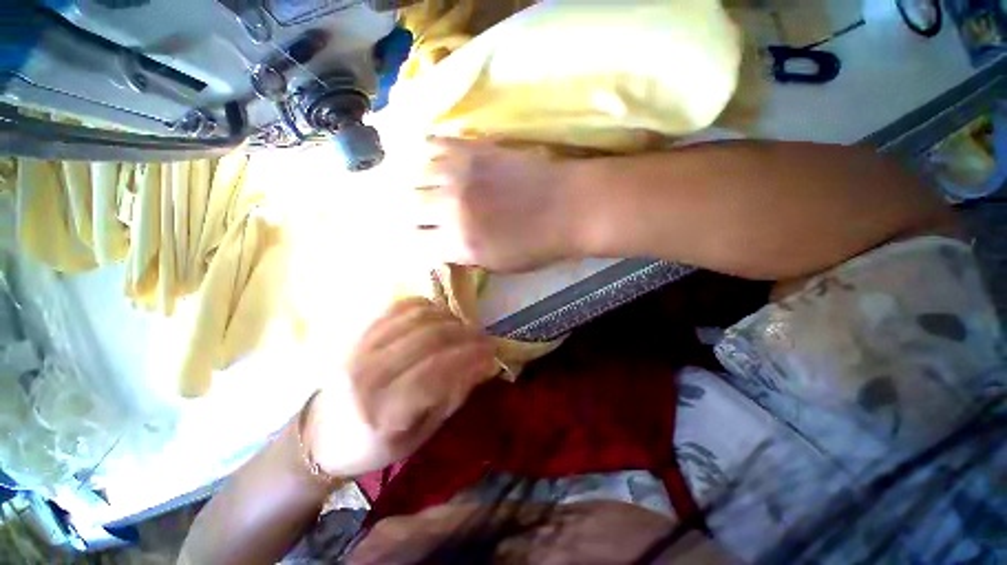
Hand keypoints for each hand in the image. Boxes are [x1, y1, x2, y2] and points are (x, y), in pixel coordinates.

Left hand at [304, 298, 496, 477]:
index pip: (437, 372)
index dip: (470, 357)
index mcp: (384, 411)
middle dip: (465, 334)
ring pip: (417, 317)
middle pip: (430, 338)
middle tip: (482, 338)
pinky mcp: (359, 334)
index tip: (492, 351)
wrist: (323, 436)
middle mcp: (369, 374)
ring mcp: (361, 348)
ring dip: (449, 317)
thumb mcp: (421, 434)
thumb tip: (483, 364)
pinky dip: (426, 306)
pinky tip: (438, 315)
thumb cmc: (376, 444)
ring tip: (462, 328)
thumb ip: (453, 396)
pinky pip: (399, 307)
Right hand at [411, 137, 578, 271]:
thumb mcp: (499, 265)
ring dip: (412, 182)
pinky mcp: (472, 148)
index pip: (415, 241)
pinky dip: (424, 150)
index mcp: (459, 244)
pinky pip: (434, 143)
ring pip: (414, 174)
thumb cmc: (538, 245)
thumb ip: (465, 255)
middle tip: (414, 210)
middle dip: (408, 212)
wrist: (567, 207)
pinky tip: (427, 156)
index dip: (414, 239)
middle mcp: (451, 209)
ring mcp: (460, 174)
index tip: (417, 235)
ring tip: (416, 183)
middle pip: (408, 206)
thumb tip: (442, 244)